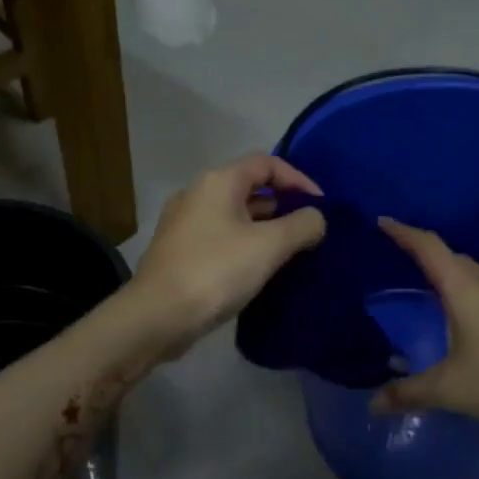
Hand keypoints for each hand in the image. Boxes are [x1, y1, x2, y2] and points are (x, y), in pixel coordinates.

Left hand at [129, 154, 327, 352]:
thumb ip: (301, 226)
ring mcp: (183, 224)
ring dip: (264, 228)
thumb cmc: (216, 272)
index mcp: (218, 182)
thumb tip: (316, 218)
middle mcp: (197, 194)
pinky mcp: (178, 252)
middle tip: (308, 230)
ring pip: (234, 215)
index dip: (298, 179)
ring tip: (290, 252)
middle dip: (282, 205)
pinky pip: (220, 238)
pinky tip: (258, 270)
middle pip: (248, 187)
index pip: (266, 163)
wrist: (157, 316)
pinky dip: (244, 245)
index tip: (320, 206)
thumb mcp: (269, 246)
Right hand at [369, 218, 478, 459]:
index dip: (403, 232)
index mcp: (464, 289)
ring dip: (449, 272)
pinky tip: (464, 316)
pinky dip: (467, 291)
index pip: (428, 247)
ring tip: (426, 284)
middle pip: (451, 255)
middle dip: (423, 251)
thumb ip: (408, 393)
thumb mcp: (450, 390)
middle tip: (398, 257)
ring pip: (473, 273)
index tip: (381, 222)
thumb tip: (373, 403)